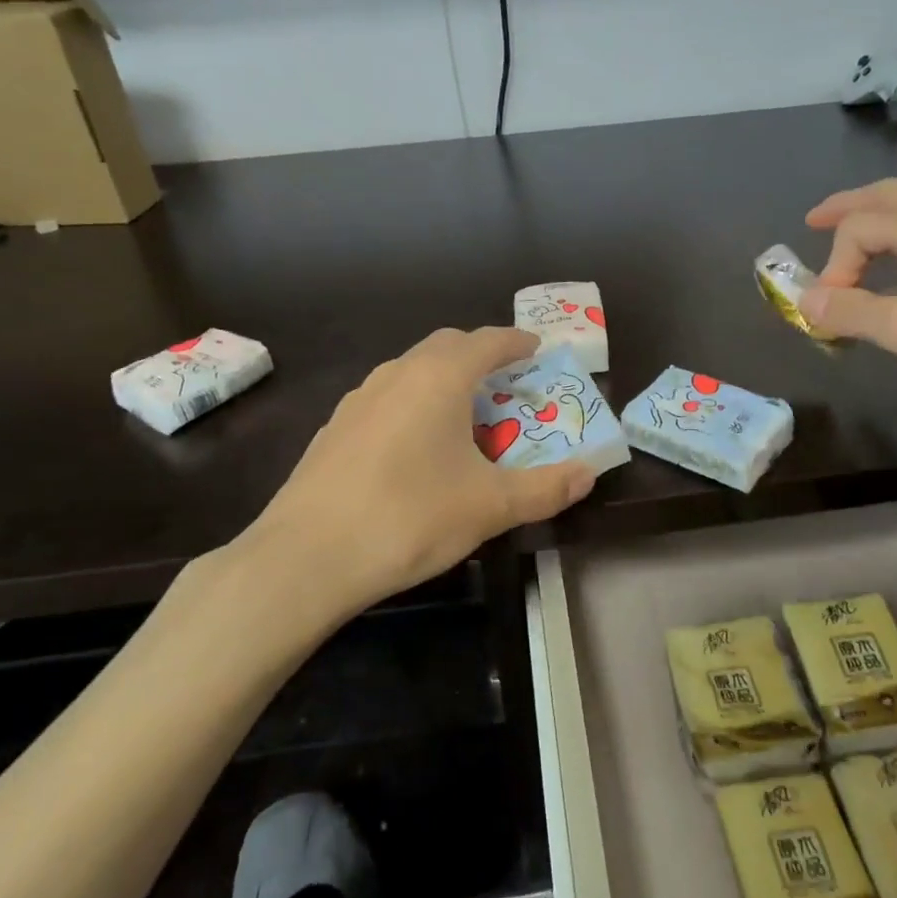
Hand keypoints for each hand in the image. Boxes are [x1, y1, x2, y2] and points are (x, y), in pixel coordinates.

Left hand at [241, 327, 594, 611]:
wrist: (307, 556)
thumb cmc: (410, 518)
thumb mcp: (490, 507)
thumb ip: (545, 489)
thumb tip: (589, 474)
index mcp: (439, 378)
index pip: (487, 341)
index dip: (516, 342)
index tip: (537, 350)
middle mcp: (397, 374)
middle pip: (446, 346)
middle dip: (480, 355)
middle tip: (506, 383)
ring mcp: (359, 399)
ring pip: (411, 370)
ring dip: (443, 379)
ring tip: (464, 416)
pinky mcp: (335, 428)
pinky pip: (386, 398)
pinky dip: (413, 404)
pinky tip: (415, 447)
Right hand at [797, 179, 896, 428]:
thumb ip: (853, 311)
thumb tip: (806, 299)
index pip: (861, 226)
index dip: (834, 264)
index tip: (828, 311)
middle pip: (890, 198)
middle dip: (847, 208)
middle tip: (812, 223)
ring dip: (871, 229)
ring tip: (843, 253)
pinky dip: (893, 254)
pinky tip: (887, 284)